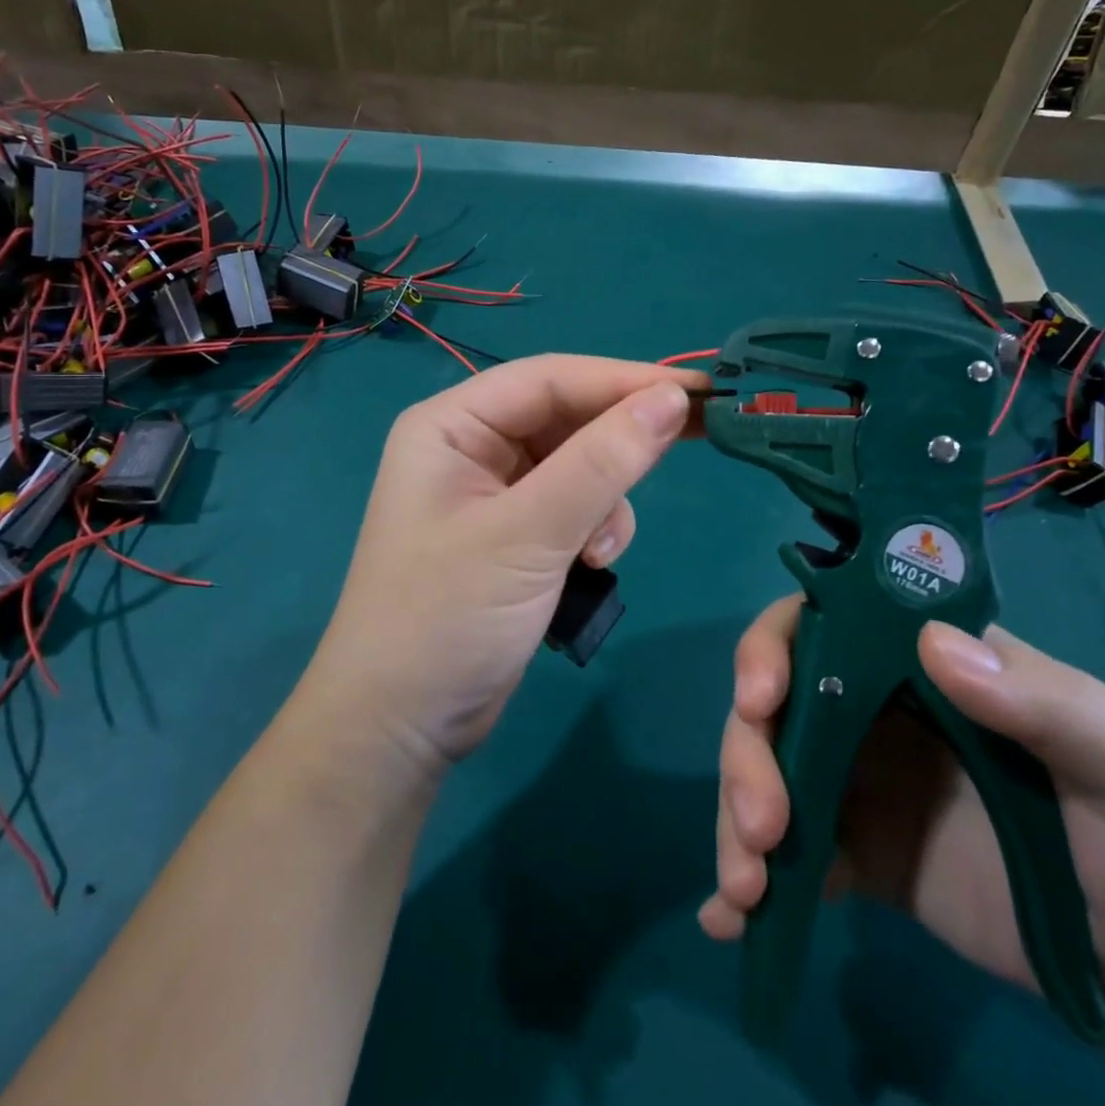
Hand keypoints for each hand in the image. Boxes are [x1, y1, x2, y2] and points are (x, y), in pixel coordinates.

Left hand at [307, 355, 700, 771]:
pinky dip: (594, 529)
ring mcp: (494, 493)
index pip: (550, 378)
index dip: (624, 379)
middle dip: (623, 437)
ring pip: (579, 464)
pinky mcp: (517, 535)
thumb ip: (601, 464)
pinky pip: (574, 506)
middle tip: (702, 434)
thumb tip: (672, 398)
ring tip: (600, 550)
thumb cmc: (447, 617)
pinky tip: (590, 565)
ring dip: (606, 498)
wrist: (402, 726)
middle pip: (566, 417)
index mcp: (451, 425)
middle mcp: (471, 447)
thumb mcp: (529, 534)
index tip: (698, 391)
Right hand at [699, 602, 1104, 1013]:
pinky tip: (730, 922)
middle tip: (763, 829)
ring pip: (765, 770)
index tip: (761, 699)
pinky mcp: (851, 850)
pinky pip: (784, 851)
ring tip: (747, 890)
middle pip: (774, 701)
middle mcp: (871, 707)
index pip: (823, 621)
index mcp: (921, 664)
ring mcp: (855, 779)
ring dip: (736, 819)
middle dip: (748, 753)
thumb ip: (1052, 702)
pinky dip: (746, 879)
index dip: (773, 646)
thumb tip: (935, 644)